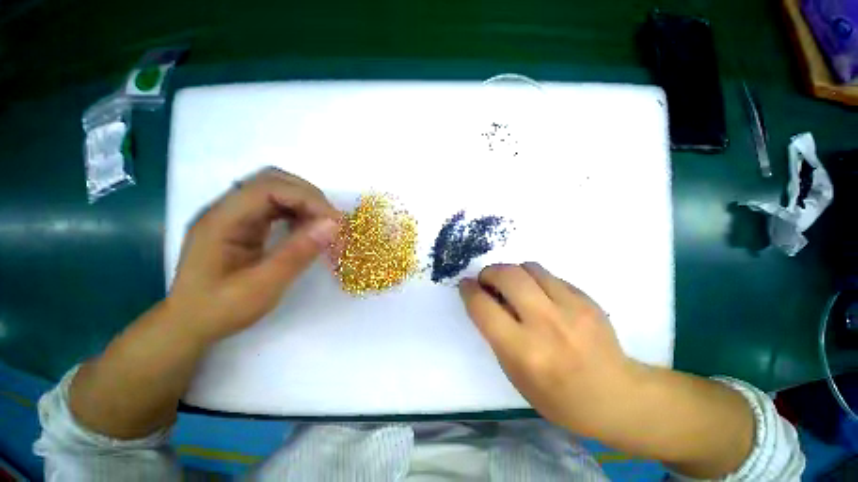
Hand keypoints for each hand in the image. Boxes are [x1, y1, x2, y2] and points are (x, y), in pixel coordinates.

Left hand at [168, 167, 339, 344]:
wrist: (189, 324)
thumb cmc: (221, 310)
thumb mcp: (263, 287)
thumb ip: (298, 253)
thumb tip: (333, 225)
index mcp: (221, 221)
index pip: (268, 188)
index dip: (306, 198)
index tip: (333, 221)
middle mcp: (225, 209)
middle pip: (271, 181)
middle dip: (308, 196)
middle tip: (330, 222)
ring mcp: (233, 215)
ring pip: (275, 190)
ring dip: (303, 203)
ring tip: (321, 226)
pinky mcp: (242, 223)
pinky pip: (274, 206)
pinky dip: (296, 212)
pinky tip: (305, 229)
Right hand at [458, 262, 635, 436]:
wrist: (616, 396)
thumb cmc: (557, 396)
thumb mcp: (515, 374)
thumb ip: (496, 333)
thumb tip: (486, 299)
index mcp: (523, 351)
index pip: (483, 307)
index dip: (469, 290)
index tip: (466, 285)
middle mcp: (546, 324)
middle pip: (507, 276)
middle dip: (489, 272)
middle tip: (488, 280)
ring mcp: (571, 308)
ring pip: (529, 268)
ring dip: (512, 272)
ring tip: (513, 285)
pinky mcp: (586, 299)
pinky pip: (550, 275)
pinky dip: (535, 279)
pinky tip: (540, 294)